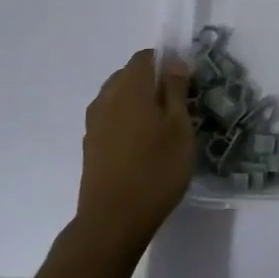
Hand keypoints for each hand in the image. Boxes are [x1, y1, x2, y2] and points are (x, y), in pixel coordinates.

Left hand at [75, 49, 194, 251]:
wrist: (113, 220)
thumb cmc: (156, 169)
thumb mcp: (179, 127)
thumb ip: (176, 90)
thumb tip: (174, 62)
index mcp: (129, 88)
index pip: (146, 57)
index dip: (168, 62)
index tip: (187, 83)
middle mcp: (106, 98)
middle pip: (130, 75)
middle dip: (153, 82)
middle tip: (179, 106)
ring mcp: (94, 123)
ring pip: (119, 97)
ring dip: (139, 102)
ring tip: (162, 128)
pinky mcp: (91, 145)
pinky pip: (111, 118)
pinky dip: (127, 121)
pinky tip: (143, 145)